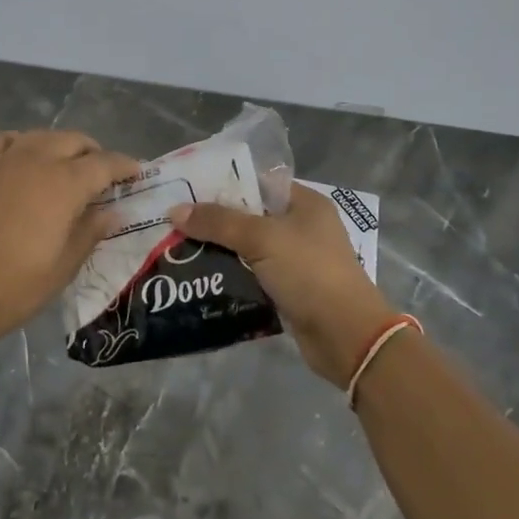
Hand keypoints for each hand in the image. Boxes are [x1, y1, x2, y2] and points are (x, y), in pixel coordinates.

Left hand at [0, 129, 140, 347]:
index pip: (104, 163)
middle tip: (101, 175)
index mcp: (64, 184)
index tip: (136, 173)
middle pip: (73, 141)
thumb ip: (91, 231)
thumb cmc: (16, 287)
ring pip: (40, 136)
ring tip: (64, 166)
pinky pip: (4, 140)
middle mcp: (36, 160)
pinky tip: (23, 160)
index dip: (124, 166)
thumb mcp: (65, 265)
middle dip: (93, 153)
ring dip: (60, 146)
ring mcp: (2, 160)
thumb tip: (113, 211)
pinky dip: (21, 143)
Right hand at [168, 186, 397, 387]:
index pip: (258, 183)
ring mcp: (296, 261)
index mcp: (305, 204)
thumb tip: (176, 210)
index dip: (224, 184)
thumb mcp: (262, 239)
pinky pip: (252, 276)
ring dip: (219, 251)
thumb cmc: (309, 273)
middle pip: (249, 216)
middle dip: (214, 221)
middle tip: (174, 221)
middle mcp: (302, 227)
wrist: (345, 335)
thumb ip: (218, 222)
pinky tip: (200, 278)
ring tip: (178, 249)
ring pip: (248, 249)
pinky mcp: (288, 290)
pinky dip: (230, 277)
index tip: (187, 189)